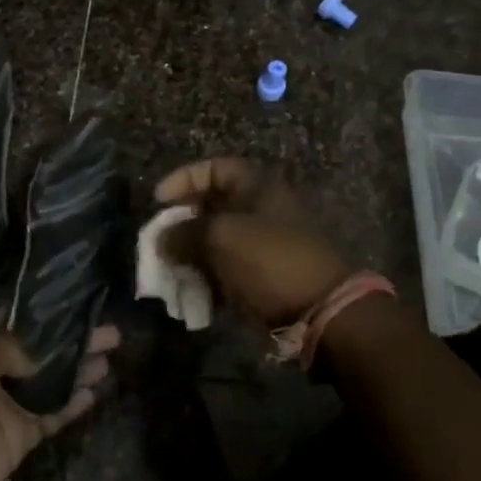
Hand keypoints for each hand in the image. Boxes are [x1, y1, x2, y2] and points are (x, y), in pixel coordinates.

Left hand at [0, 311, 117, 480]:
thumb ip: (10, 349)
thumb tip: (47, 344)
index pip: (14, 319)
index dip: (42, 310)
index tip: (76, 299)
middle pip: (41, 350)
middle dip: (72, 340)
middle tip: (110, 331)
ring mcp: (9, 406)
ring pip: (51, 382)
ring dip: (78, 370)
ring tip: (110, 358)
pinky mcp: (19, 437)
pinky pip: (51, 416)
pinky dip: (72, 406)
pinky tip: (95, 394)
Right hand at [154, 157, 352, 329]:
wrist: (322, 311)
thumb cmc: (269, 260)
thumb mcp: (220, 238)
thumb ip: (183, 233)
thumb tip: (160, 239)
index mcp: (258, 186)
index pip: (214, 168)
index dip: (183, 179)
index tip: (157, 201)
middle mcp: (263, 209)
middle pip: (213, 207)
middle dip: (182, 224)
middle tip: (160, 241)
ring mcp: (266, 244)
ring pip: (217, 242)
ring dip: (191, 256)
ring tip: (170, 273)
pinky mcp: (266, 276)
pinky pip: (228, 271)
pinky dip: (208, 279)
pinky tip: (191, 294)